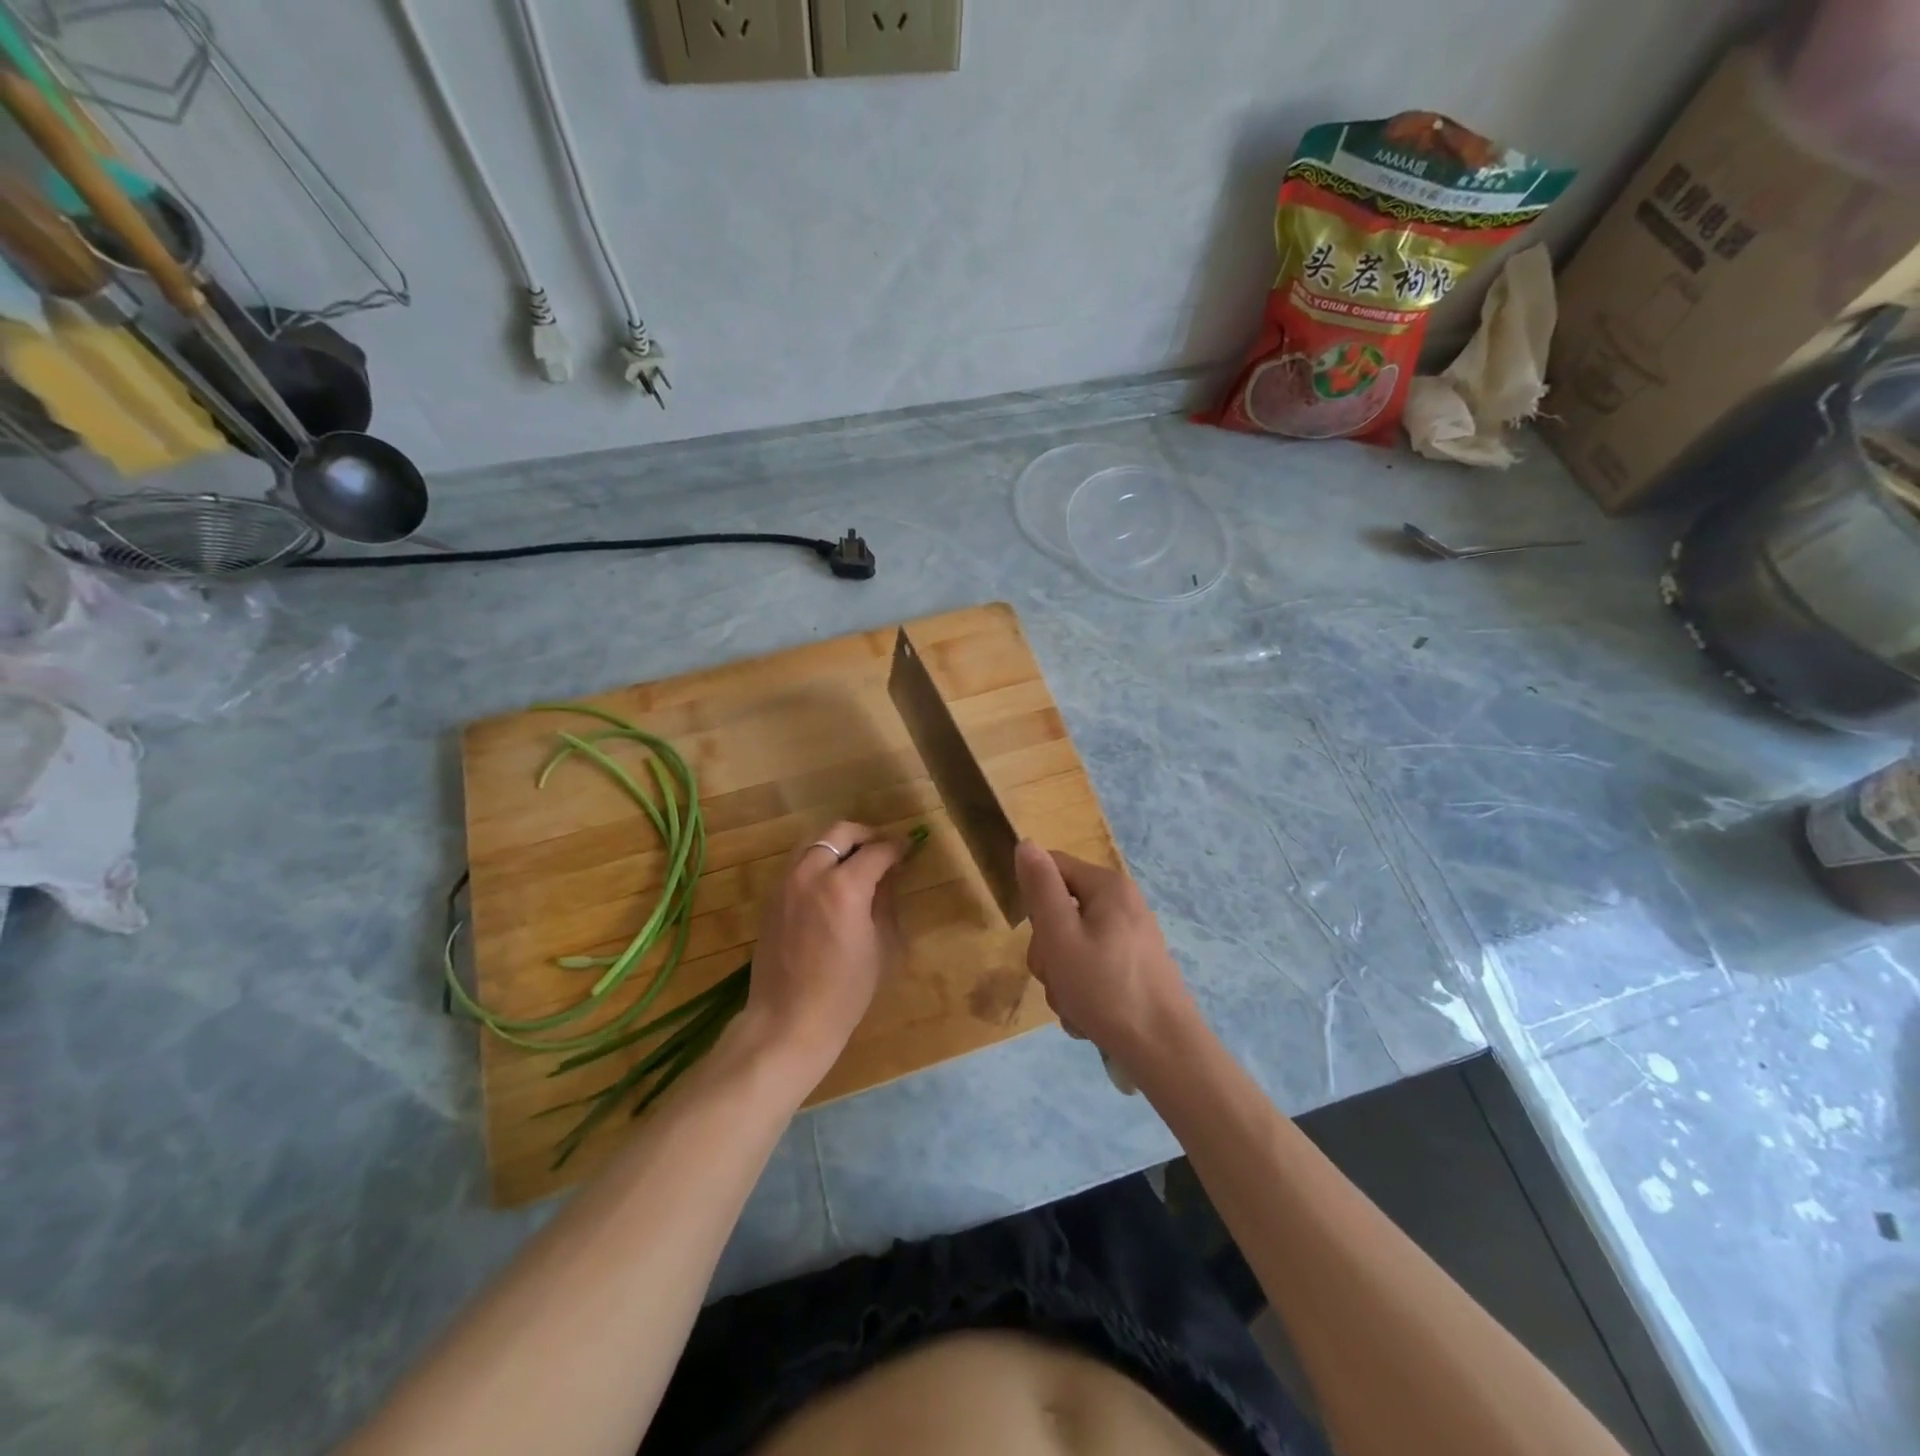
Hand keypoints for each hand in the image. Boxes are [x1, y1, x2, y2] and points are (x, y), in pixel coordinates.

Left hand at [737, 822, 908, 1090]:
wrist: (787, 1021)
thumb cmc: (844, 992)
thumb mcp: (878, 945)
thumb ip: (884, 901)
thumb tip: (889, 875)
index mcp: (844, 886)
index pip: (877, 850)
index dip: (897, 847)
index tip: (908, 849)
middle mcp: (811, 874)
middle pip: (839, 832)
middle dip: (865, 835)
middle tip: (882, 850)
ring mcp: (785, 883)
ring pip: (813, 842)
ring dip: (838, 844)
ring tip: (856, 862)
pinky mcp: (771, 898)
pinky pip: (797, 863)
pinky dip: (817, 860)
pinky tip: (831, 882)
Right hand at [1015, 841, 1196, 1075]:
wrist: (1164, 1050)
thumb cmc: (1105, 988)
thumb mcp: (1060, 935)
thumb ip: (1040, 888)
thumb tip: (1026, 843)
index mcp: (1108, 886)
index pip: (1052, 867)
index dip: (1034, 899)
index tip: (1038, 936)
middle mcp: (1123, 904)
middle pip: (1061, 909)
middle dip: (1049, 949)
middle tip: (1057, 975)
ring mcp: (1131, 937)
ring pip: (1073, 944)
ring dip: (1062, 976)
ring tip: (1075, 1003)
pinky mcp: (1134, 967)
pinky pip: (1092, 966)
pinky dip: (1082, 989)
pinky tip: (1088, 1015)